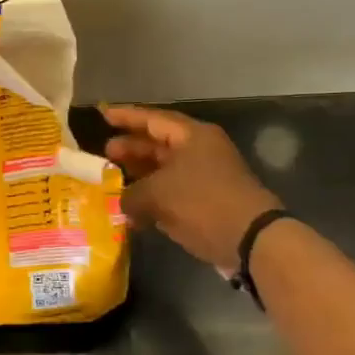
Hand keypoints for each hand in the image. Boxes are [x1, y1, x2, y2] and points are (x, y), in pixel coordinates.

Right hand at [103, 105, 281, 270]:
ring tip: (113, 183)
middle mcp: (200, 151)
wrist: (250, 239)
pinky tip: (133, 214)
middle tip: (105, 154)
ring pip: (165, 172)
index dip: (126, 117)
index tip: (103, 115)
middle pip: (159, 145)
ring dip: (140, 178)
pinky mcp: (208, 203)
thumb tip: (120, 202)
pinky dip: (154, 201)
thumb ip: (131, 194)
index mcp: (192, 136)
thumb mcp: (159, 194)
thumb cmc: (203, 202)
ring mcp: (206, 178)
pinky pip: (174, 195)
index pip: (153, 119)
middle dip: (132, 149)